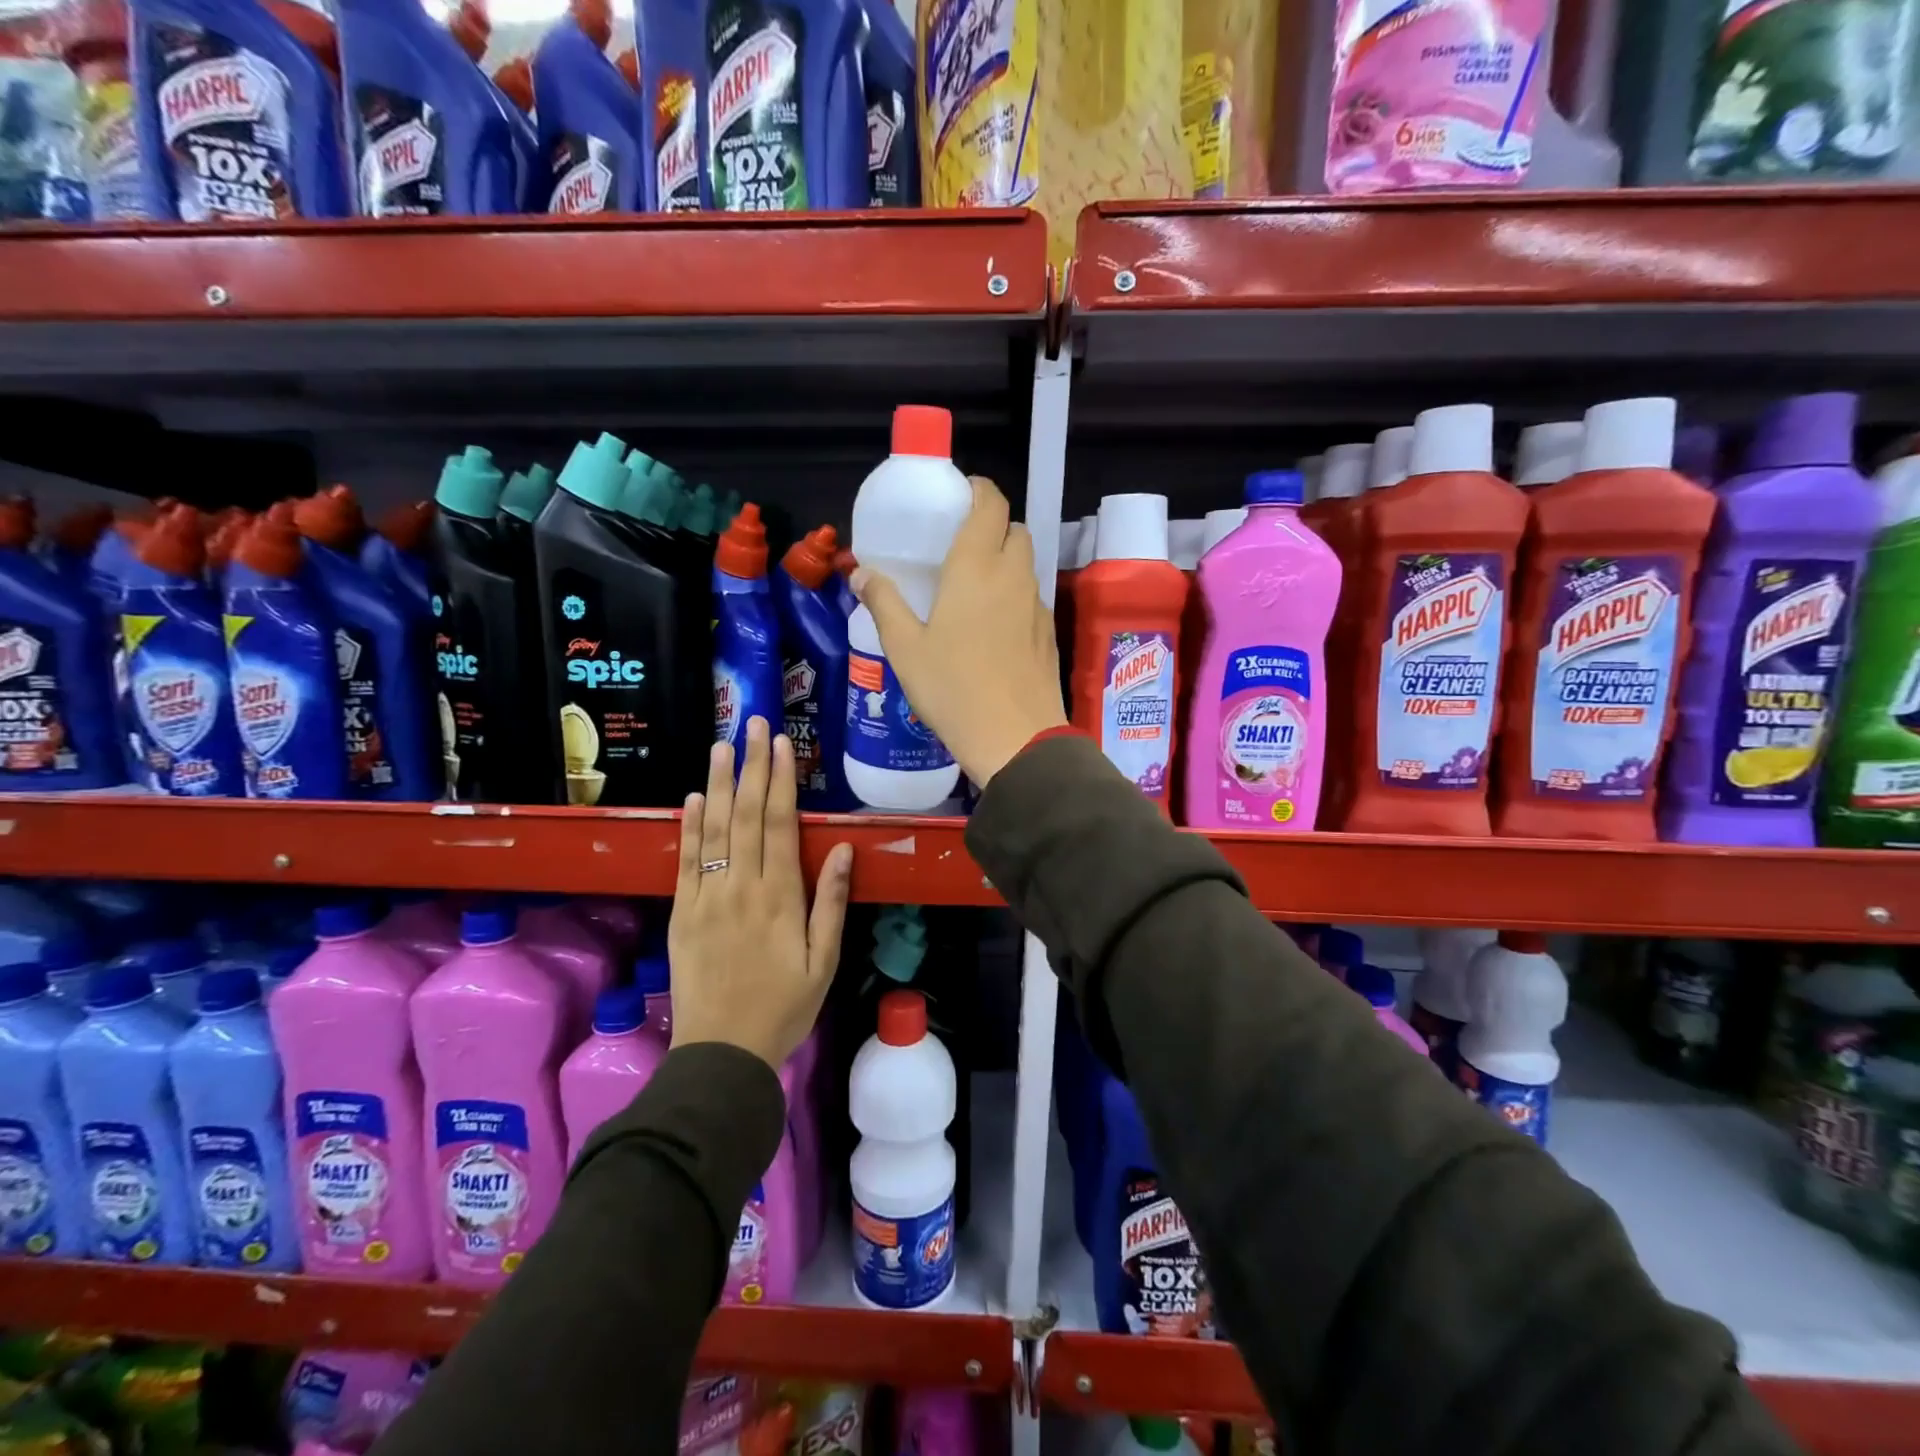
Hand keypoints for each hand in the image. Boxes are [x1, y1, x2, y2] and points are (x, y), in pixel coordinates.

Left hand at [669, 717, 853, 1069]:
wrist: (722, 1053)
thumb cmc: (784, 1007)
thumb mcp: (824, 961)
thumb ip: (831, 902)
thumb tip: (842, 849)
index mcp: (779, 897)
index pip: (780, 824)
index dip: (781, 780)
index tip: (782, 744)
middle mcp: (740, 887)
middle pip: (745, 815)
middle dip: (750, 766)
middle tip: (753, 725)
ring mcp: (706, 898)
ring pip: (712, 829)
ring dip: (717, 784)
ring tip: (722, 746)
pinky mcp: (682, 913)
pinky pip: (684, 861)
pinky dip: (687, 827)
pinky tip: (692, 799)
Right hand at [851, 476, 1066, 786]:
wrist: (1015, 738)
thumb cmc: (952, 689)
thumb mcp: (905, 648)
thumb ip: (884, 603)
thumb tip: (862, 573)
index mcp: (976, 567)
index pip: (991, 503)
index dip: (978, 490)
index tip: (958, 496)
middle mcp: (1013, 575)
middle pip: (1014, 529)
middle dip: (992, 526)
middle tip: (961, 546)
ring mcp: (1036, 605)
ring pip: (1026, 564)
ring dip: (1005, 561)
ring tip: (974, 587)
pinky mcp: (1048, 634)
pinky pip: (1032, 597)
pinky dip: (1015, 595)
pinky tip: (993, 626)